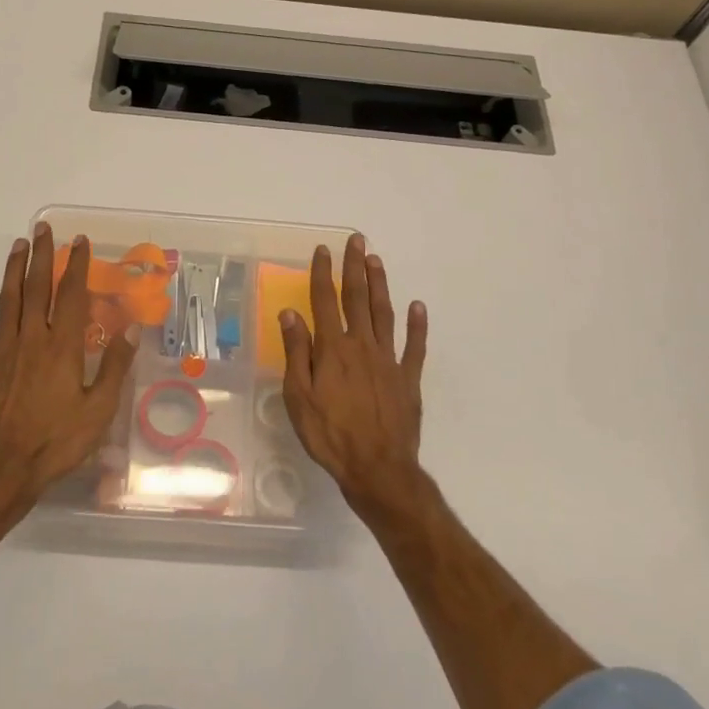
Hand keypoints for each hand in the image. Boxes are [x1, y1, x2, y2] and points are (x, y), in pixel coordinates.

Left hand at [0, 223, 138, 502]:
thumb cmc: (57, 442)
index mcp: (62, 347)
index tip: (79, 242)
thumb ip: (113, 365)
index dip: (76, 266)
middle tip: (42, 229)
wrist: (2, 469)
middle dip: (41, 256)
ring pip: (8, 301)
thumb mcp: (98, 409)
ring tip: (18, 245)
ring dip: (14, 270)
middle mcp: (31, 340)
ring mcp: (3, 351)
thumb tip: (131, 326)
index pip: (70, 295)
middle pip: (36, 289)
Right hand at [279, 235, 427, 508]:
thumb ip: (297, 352)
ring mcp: (389, 360)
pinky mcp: (408, 379)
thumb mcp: (299, 397)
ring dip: (380, 285)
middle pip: (358, 299)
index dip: (324, 273)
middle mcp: (362, 346)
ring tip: (376, 261)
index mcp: (333, 349)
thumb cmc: (329, 434)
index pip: (325, 301)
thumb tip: (291, 313)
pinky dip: (416, 325)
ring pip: (384, 314)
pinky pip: (414, 346)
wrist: (377, 468)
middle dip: (355, 267)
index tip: (324, 250)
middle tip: (357, 240)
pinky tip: (417, 306)